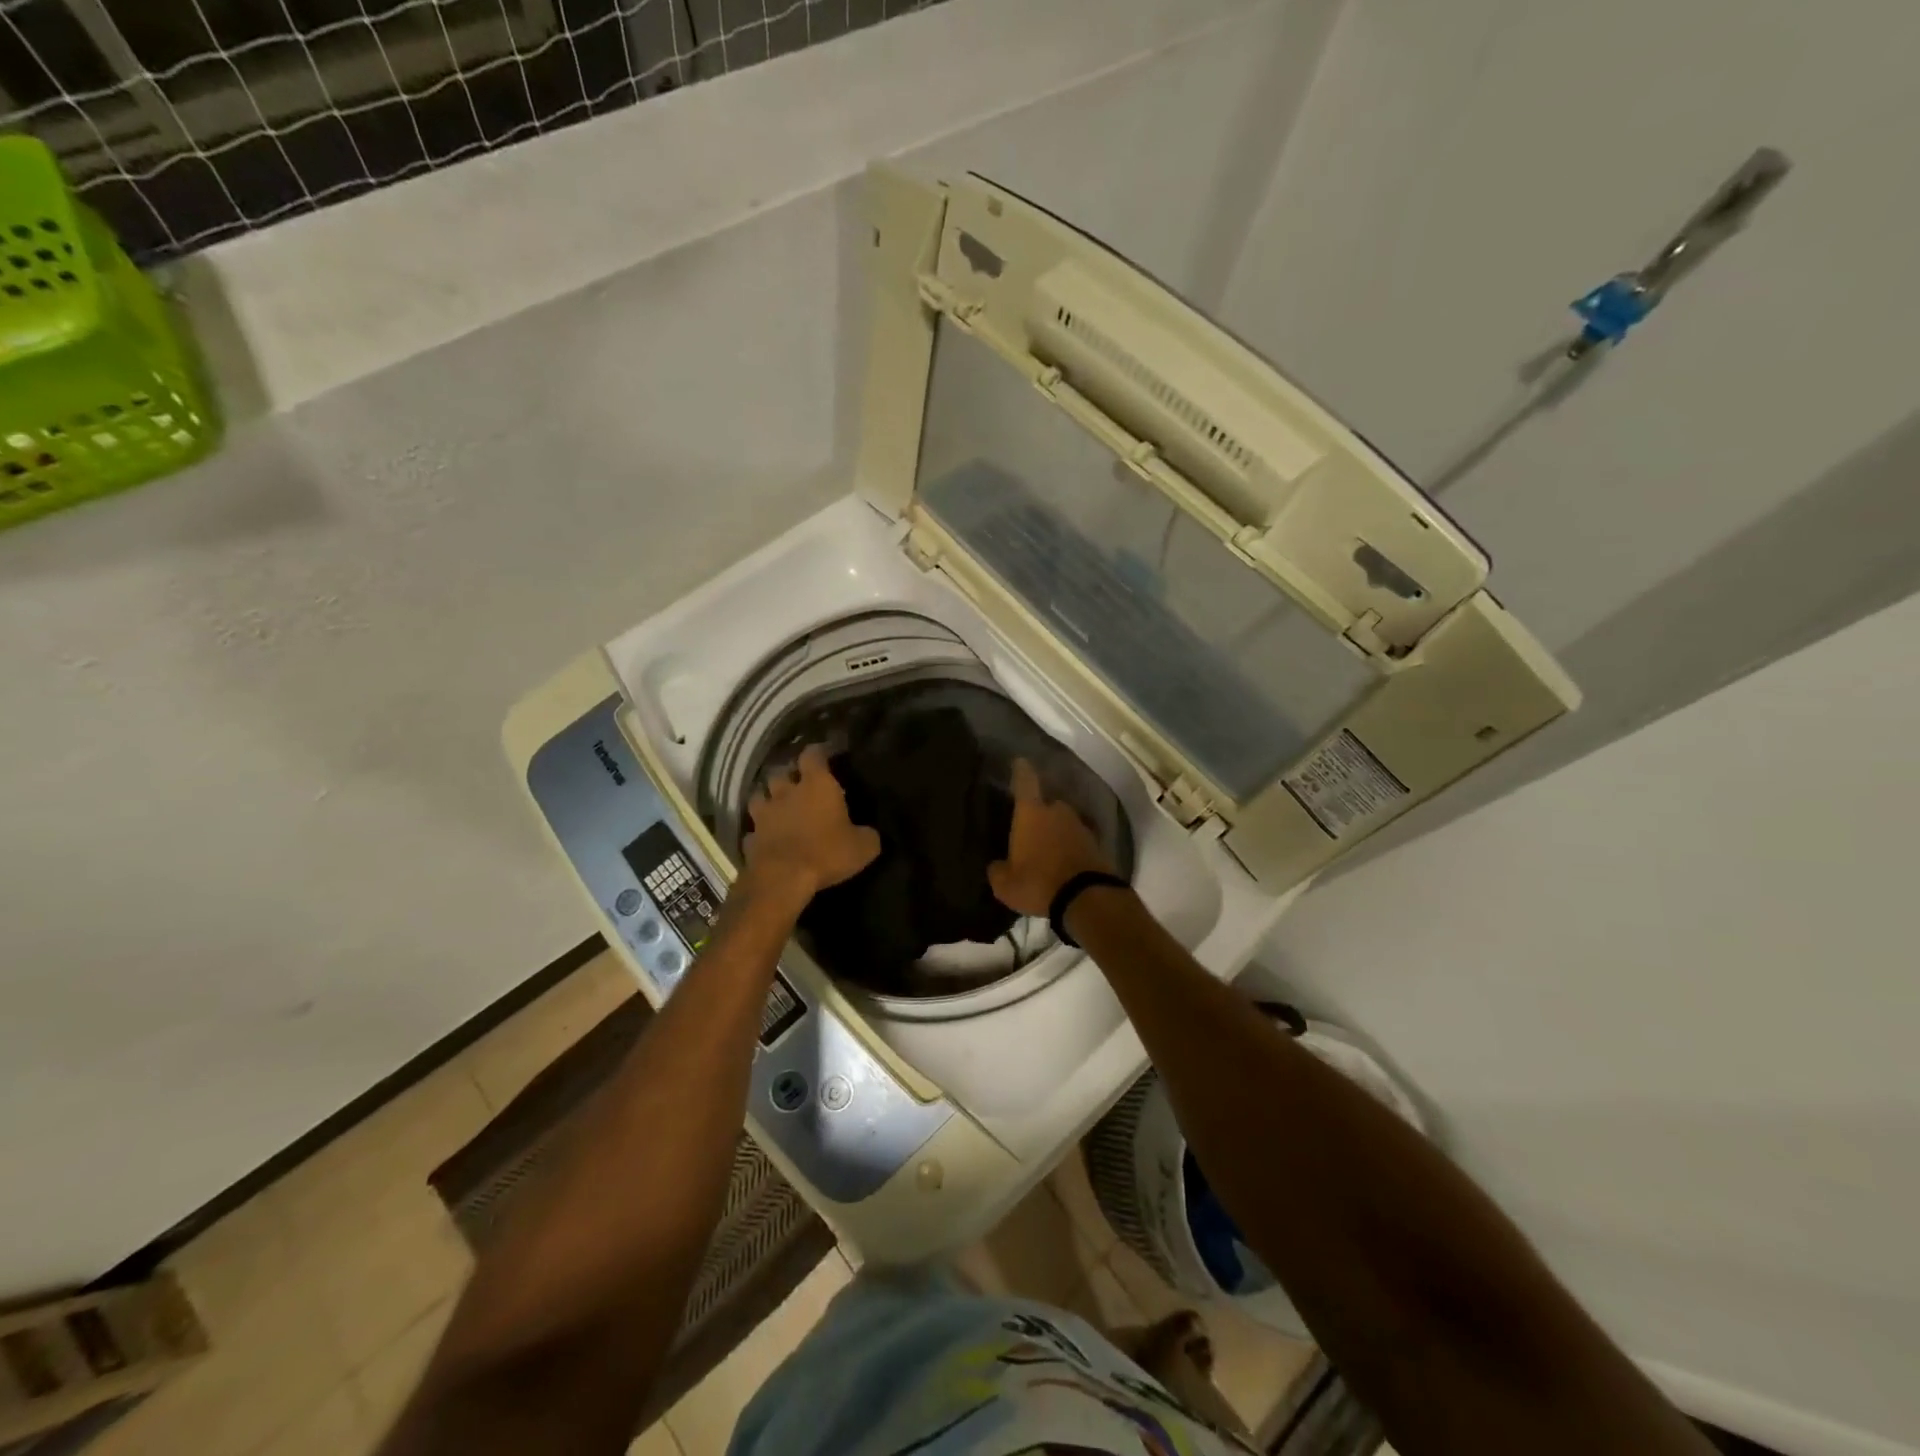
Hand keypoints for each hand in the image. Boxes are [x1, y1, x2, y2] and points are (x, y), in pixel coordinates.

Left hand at [742, 745, 880, 905]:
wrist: (783, 878)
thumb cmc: (827, 853)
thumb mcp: (863, 847)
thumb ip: (867, 834)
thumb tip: (869, 834)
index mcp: (816, 785)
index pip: (813, 754)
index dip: (818, 752)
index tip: (824, 754)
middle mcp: (786, 792)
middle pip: (780, 772)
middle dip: (788, 775)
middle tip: (798, 783)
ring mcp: (763, 814)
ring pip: (759, 796)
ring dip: (767, 798)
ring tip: (777, 806)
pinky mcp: (750, 837)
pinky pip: (753, 829)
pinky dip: (759, 831)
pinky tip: (766, 838)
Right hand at [988, 759, 1114, 917]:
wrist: (1087, 898)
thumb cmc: (1038, 882)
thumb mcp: (1005, 884)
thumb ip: (998, 870)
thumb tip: (997, 865)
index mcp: (1031, 813)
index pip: (1025, 782)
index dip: (1021, 771)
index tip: (1019, 761)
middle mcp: (1057, 812)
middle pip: (1048, 804)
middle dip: (1040, 812)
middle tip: (1031, 827)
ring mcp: (1080, 826)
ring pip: (1064, 822)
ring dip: (1057, 832)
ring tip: (1048, 850)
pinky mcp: (1097, 844)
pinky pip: (1078, 841)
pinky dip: (1071, 848)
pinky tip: (1064, 863)